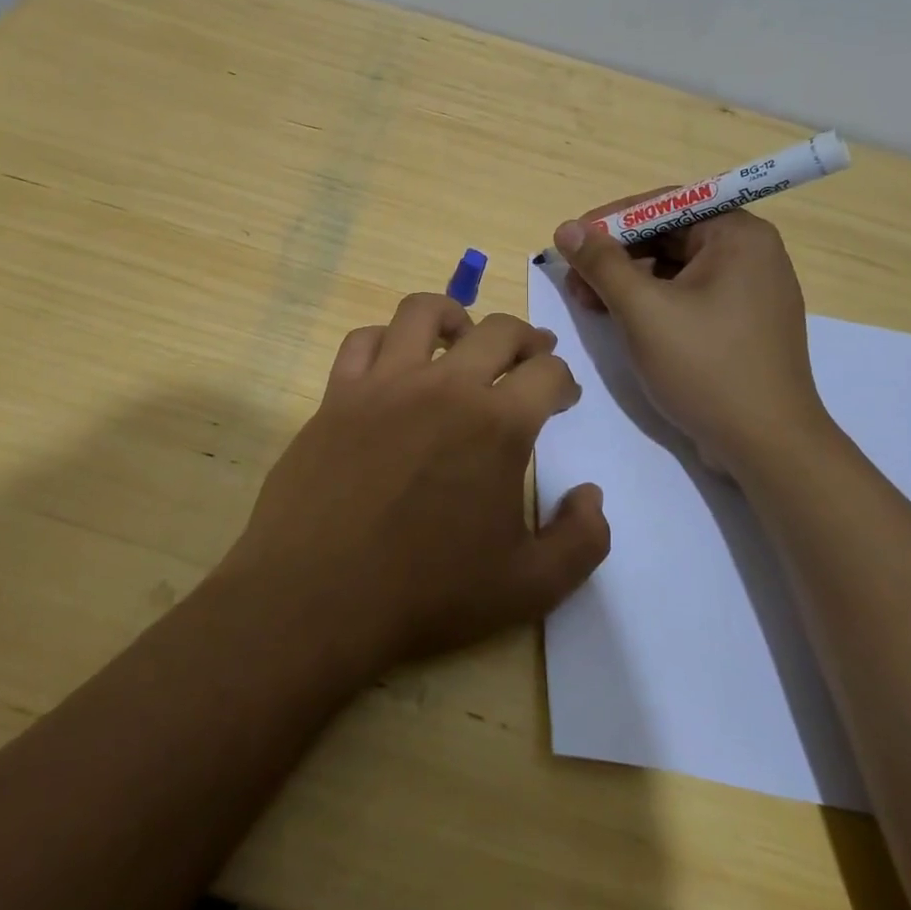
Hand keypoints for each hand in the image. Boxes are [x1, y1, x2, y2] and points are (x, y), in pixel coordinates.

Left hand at [218, 293, 609, 680]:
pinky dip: (386, 339)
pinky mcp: (338, 394)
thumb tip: (592, 494)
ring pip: (423, 312)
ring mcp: (384, 384)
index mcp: (497, 425)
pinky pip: (363, 340)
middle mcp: (444, 387)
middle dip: (526, 338)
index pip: (548, 374)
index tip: (563, 398)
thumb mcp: (530, 587)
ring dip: (455, 316)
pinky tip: (395, 362)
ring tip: (463, 337)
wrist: (318, 597)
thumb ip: (582, 540)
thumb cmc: (427, 594)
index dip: (564, 381)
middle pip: (498, 330)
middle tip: (532, 356)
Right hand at [553, 203, 831, 472]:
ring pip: (674, 267)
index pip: (664, 205)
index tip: (570, 241)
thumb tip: (566, 229)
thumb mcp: (643, 310)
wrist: (766, 445)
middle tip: (574, 279)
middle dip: (616, 254)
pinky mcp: (741, 322)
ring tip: (588, 303)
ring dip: (627, 280)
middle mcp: (751, 253)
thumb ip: (602, 264)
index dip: (611, 220)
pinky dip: (651, 301)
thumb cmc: (705, 367)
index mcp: (738, 235)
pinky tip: (620, 319)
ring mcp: (749, 290)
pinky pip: (688, 295)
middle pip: (668, 235)